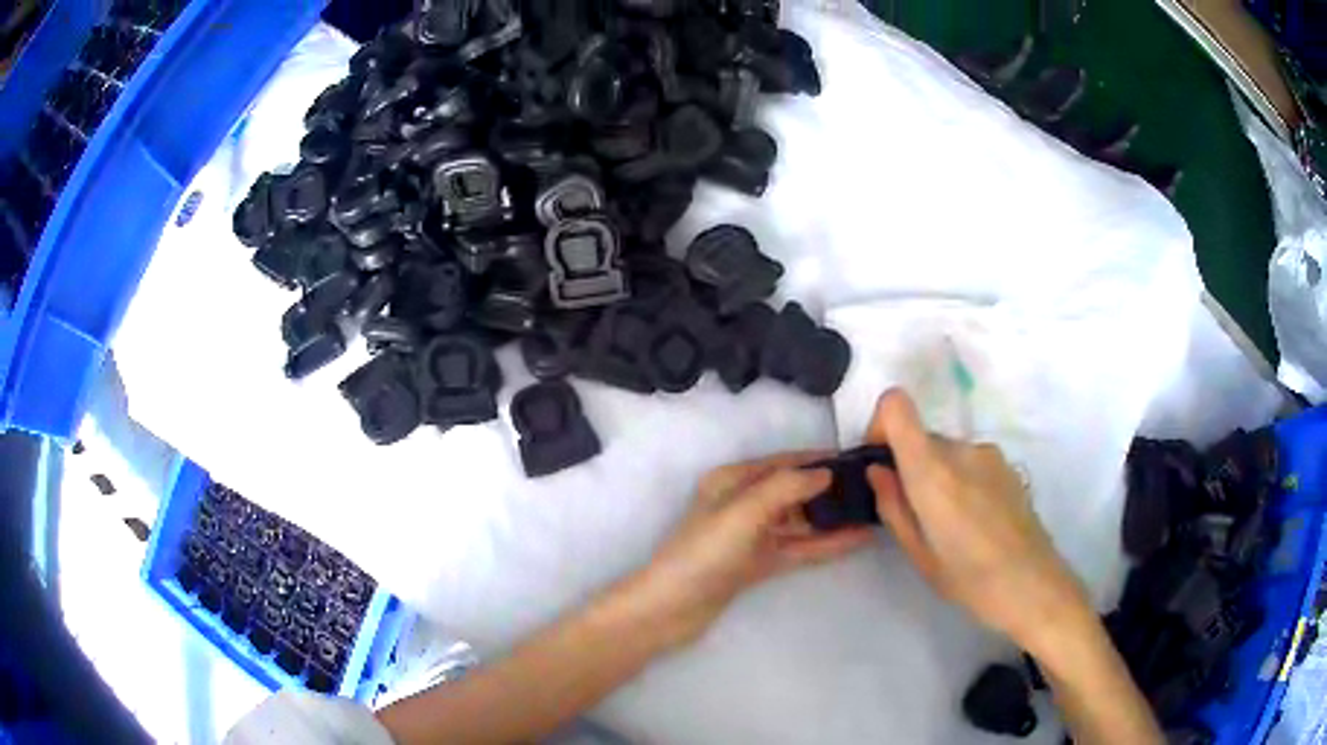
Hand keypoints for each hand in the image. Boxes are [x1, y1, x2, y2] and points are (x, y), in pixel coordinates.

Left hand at [633, 454, 875, 643]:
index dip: (819, 460)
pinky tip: (855, 539)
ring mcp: (752, 536)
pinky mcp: (758, 564)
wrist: (671, 608)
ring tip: (872, 512)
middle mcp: (743, 503)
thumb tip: (825, 473)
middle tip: (874, 488)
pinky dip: (825, 544)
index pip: (784, 462)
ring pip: (800, 521)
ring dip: (833, 518)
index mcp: (732, 480)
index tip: (857, 459)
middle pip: (795, 491)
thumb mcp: (743, 512)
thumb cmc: (704, 553)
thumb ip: (785, 487)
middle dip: (831, 489)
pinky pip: (798, 548)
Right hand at [865, 390, 1091, 653]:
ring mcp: (988, 454)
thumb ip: (894, 506)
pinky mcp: (1007, 465)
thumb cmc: (970, 579)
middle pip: (921, 436)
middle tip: (916, 515)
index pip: (896, 406)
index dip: (880, 426)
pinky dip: (962, 481)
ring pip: (947, 452)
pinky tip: (975, 521)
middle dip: (909, 466)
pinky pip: (970, 461)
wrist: (1033, 584)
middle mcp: (961, 449)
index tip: (881, 464)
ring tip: (950, 525)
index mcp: (932, 470)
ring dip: (938, 476)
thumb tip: (878, 471)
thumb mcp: (919, 554)